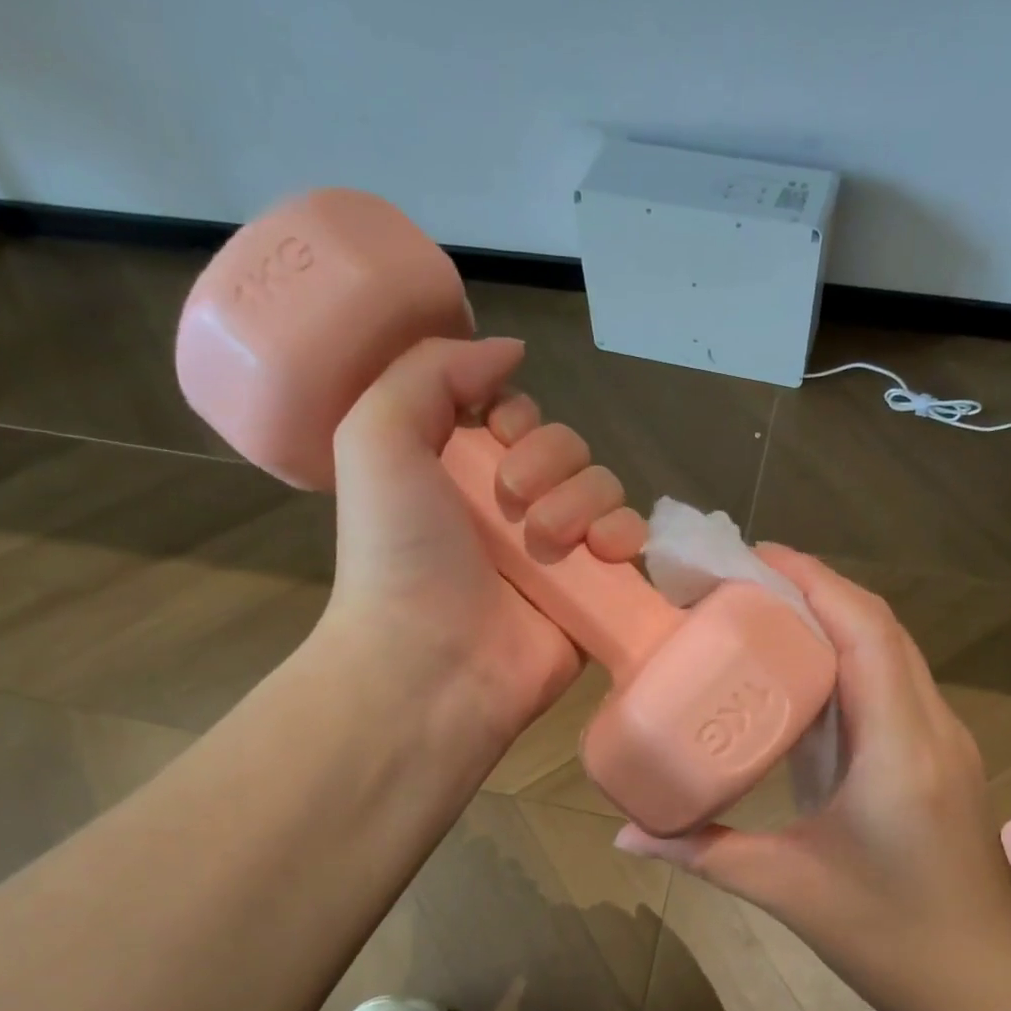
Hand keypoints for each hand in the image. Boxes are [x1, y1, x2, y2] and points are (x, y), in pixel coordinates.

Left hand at [316, 336, 647, 744]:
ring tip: (548, 542)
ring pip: (604, 486)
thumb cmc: (399, 551)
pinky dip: (626, 535)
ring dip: (581, 501)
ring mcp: (559, 551)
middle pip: (568, 447)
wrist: (431, 661)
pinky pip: (633, 539)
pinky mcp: (595, 590)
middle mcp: (514, 507)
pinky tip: (603, 552)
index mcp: (463, 470)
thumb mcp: (377, 437)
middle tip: (512, 502)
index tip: (497, 433)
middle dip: (548, 461)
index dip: (519, 415)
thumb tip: (509, 350)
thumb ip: (430, 371)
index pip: (520, 416)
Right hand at [615, 546, 1010, 1010]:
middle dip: (815, 588)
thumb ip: (703, 854)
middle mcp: (932, 728)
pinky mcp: (942, 753)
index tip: (754, 556)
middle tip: (742, 582)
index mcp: (898, 751)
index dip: (814, 581)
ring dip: (835, 618)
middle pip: (880, 626)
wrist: (982, 985)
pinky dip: (851, 654)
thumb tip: (626, 833)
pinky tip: (804, 671)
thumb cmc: (889, 938)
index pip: (866, 632)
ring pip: (892, 648)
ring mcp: (945, 738)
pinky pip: (895, 680)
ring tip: (765, 612)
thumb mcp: (786, 891)